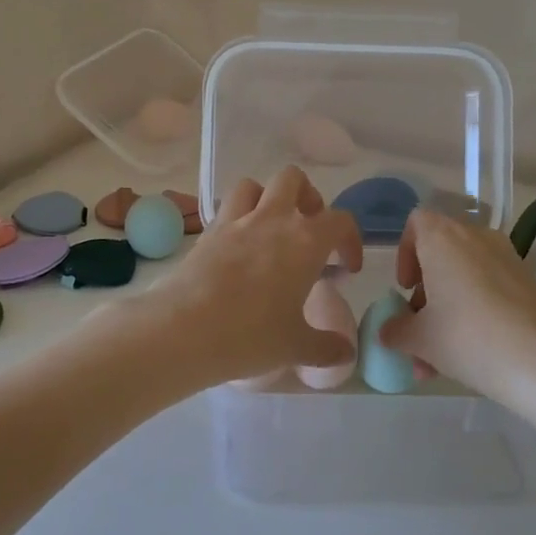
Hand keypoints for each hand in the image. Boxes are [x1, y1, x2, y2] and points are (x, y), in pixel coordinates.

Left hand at [148, 167, 363, 387]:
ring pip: (254, 185)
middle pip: (294, 180)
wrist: (185, 328)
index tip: (346, 267)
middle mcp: (272, 220)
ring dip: (267, 198)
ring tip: (270, 229)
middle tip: (308, 229)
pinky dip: (236, 216)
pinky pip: (225, 208)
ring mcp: (236, 221)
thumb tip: (345, 354)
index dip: (350, 239)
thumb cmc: (251, 335)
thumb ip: (326, 347)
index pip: (340, 221)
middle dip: (307, 197)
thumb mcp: (296, 347)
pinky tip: (238, 246)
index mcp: (305, 242)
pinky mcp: (207, 232)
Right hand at [378, 208, 535, 403]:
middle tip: (419, 330)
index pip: (416, 223)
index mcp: (443, 238)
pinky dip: (475, 312)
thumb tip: (389, 331)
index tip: (405, 289)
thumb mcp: (420, 339)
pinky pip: (490, 289)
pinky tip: (472, 355)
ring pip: (465, 278)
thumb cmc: (469, 337)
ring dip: (447, 311)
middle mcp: (476, 238)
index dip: (405, 254)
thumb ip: (396, 330)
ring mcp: (507, 259)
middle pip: (441, 255)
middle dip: (425, 294)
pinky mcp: (529, 283)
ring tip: (439, 361)